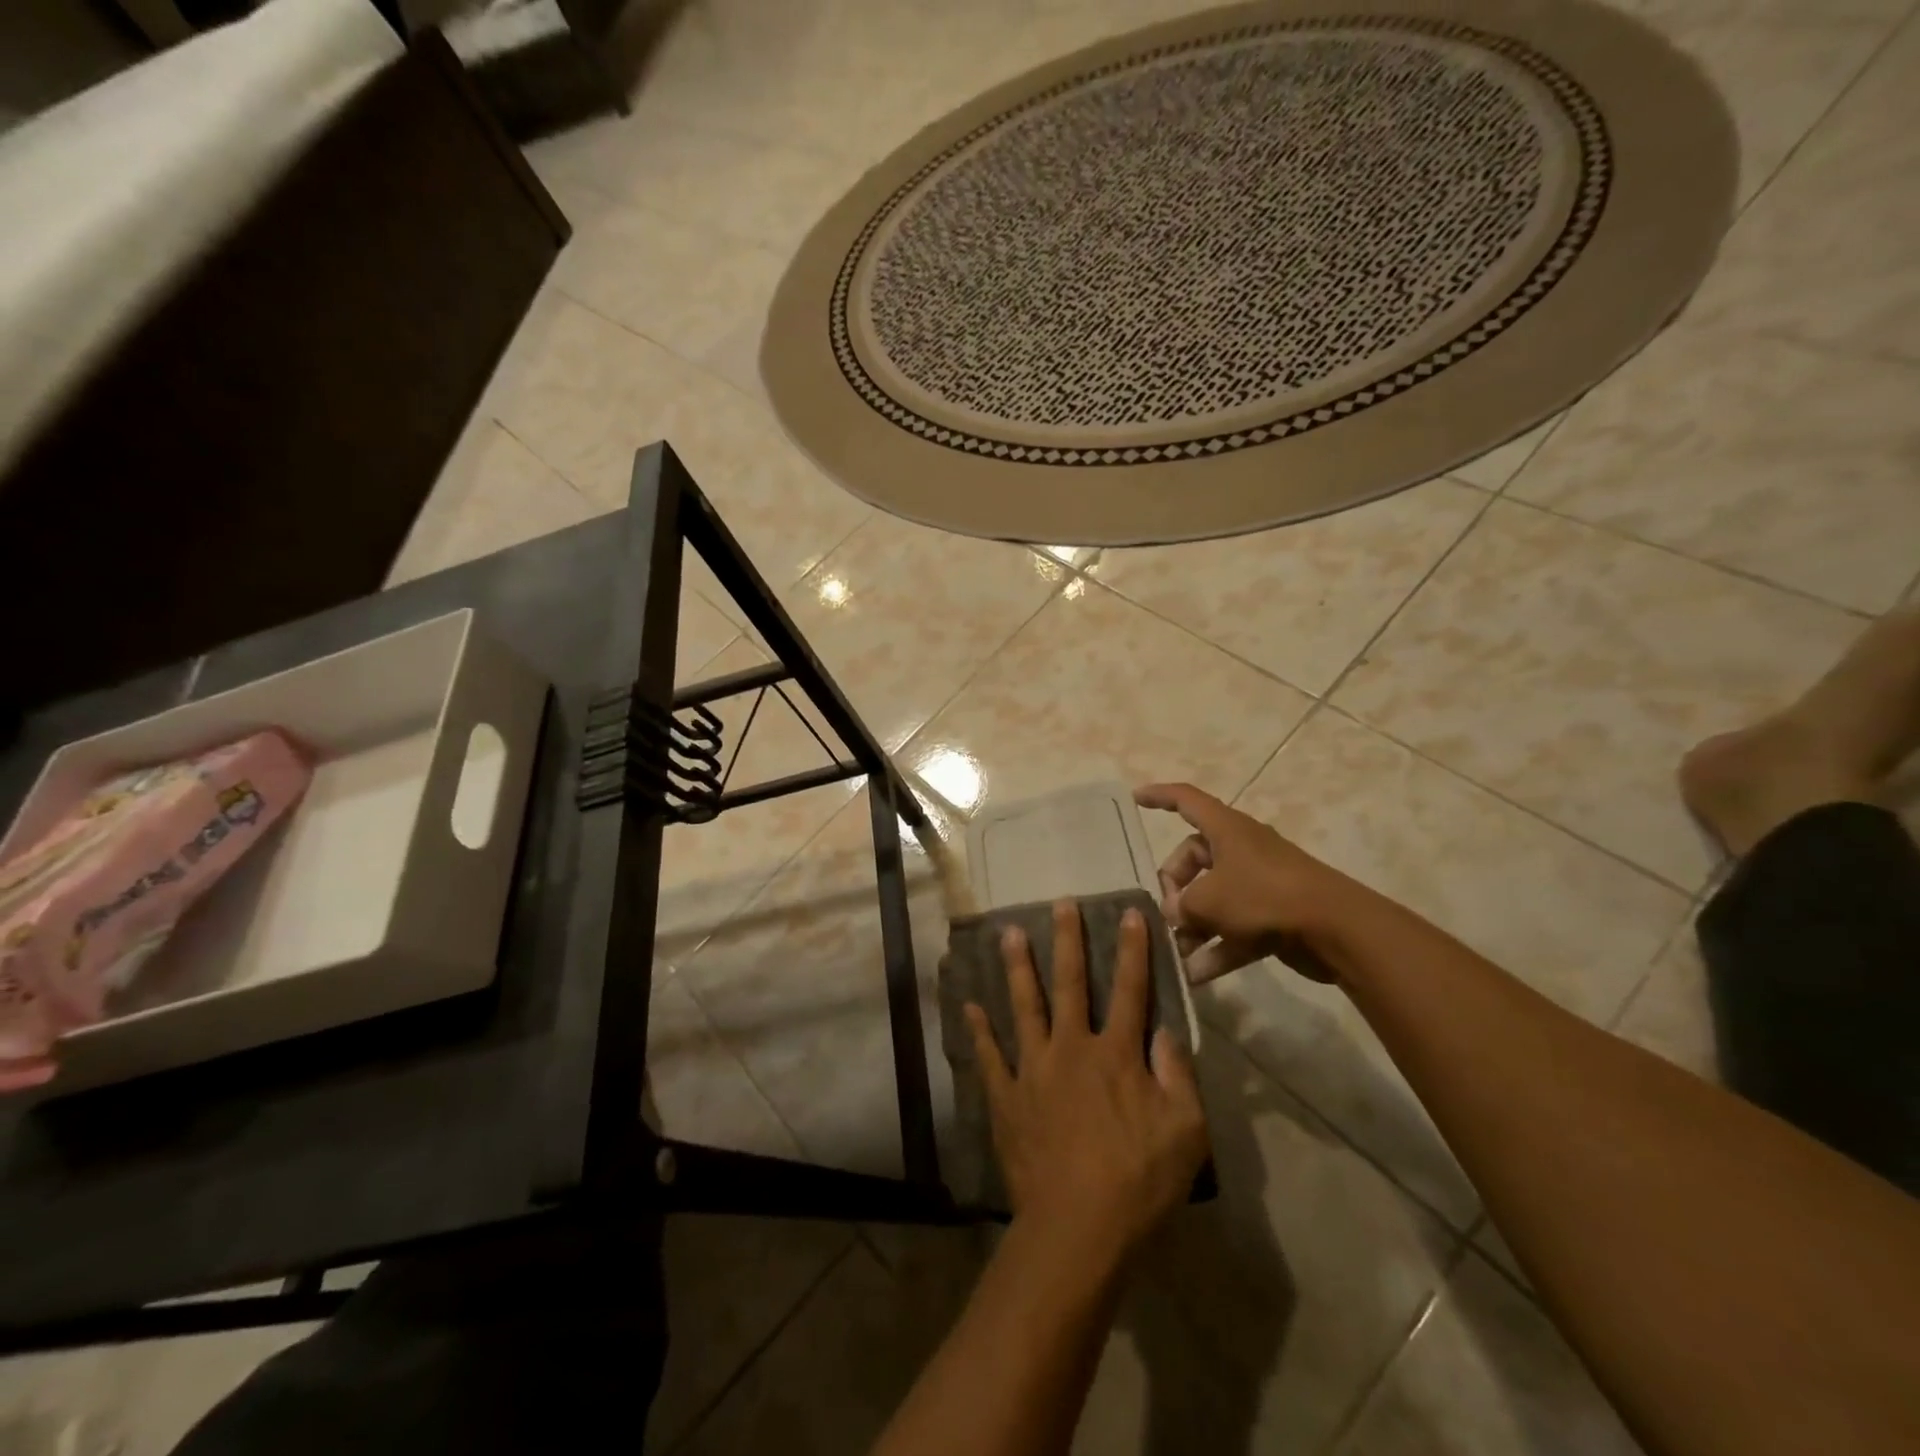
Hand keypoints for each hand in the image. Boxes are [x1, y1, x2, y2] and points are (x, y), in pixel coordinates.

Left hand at [965, 902, 1207, 1262]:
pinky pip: (989, 1056)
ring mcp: (1033, 1069)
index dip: (1133, 950)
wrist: (1077, 1228)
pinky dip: (978, 1030)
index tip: (1130, 913)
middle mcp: (1071, 1048)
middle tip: (1060, 903)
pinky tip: (968, 1004)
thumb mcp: (1185, 1133)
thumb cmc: (1138, 1182)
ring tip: (1009, 933)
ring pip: (1024, 1006)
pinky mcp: (1006, 1096)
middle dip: (1067, 940)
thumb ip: (1179, 1076)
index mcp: (1116, 1054)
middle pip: (1070, 983)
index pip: (1130, 990)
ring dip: (1017, 968)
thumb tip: (1167, 1032)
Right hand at [1134, 781, 1346, 984]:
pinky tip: (1195, 975)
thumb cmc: (1264, 897)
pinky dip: (1215, 948)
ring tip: (1175, 952)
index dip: (1159, 796)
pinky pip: (1233, 928)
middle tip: (1166, 914)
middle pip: (1193, 859)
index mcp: (1225, 829)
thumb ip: (1181, 906)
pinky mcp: (1272, 916)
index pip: (1186, 800)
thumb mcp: (1208, 900)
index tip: (1135, 798)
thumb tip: (1174, 915)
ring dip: (1192, 925)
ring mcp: (1258, 884)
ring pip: (1213, 898)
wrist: (1336, 929)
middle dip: (1174, 887)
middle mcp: (1241, 851)